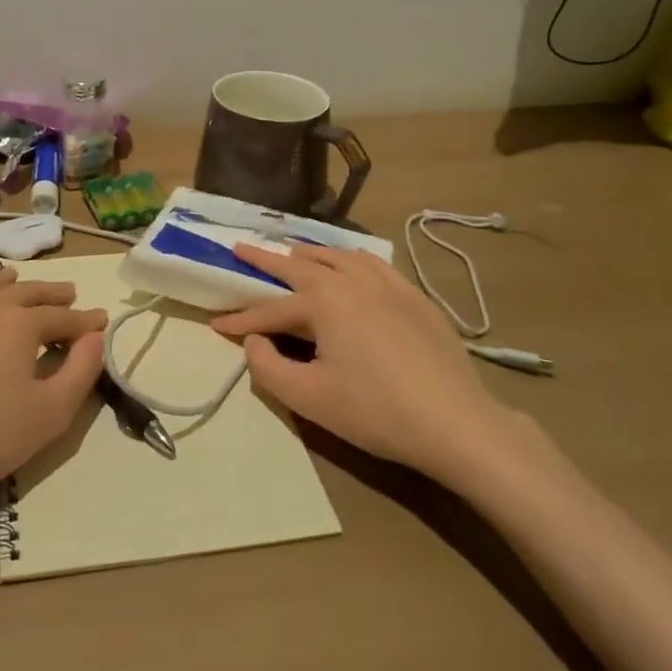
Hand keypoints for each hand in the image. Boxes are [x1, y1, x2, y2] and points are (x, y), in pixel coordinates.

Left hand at [0, 270, 106, 520]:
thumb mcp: (52, 412)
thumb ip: (82, 369)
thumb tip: (96, 336)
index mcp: (20, 322)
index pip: (62, 315)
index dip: (85, 319)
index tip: (102, 319)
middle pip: (26, 292)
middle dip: (52, 293)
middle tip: (70, 293)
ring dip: (9, 286)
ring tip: (20, 282)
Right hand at [212, 244, 524, 485]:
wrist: (456, 423)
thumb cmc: (375, 411)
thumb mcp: (308, 398)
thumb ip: (267, 366)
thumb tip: (254, 341)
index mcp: (323, 301)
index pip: (270, 309)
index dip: (240, 320)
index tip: (215, 324)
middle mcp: (351, 280)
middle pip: (300, 264)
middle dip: (266, 259)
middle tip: (240, 248)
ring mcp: (387, 283)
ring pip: (339, 256)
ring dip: (310, 253)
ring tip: (293, 252)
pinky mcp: (414, 296)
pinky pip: (373, 264)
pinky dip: (350, 259)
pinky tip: (351, 265)